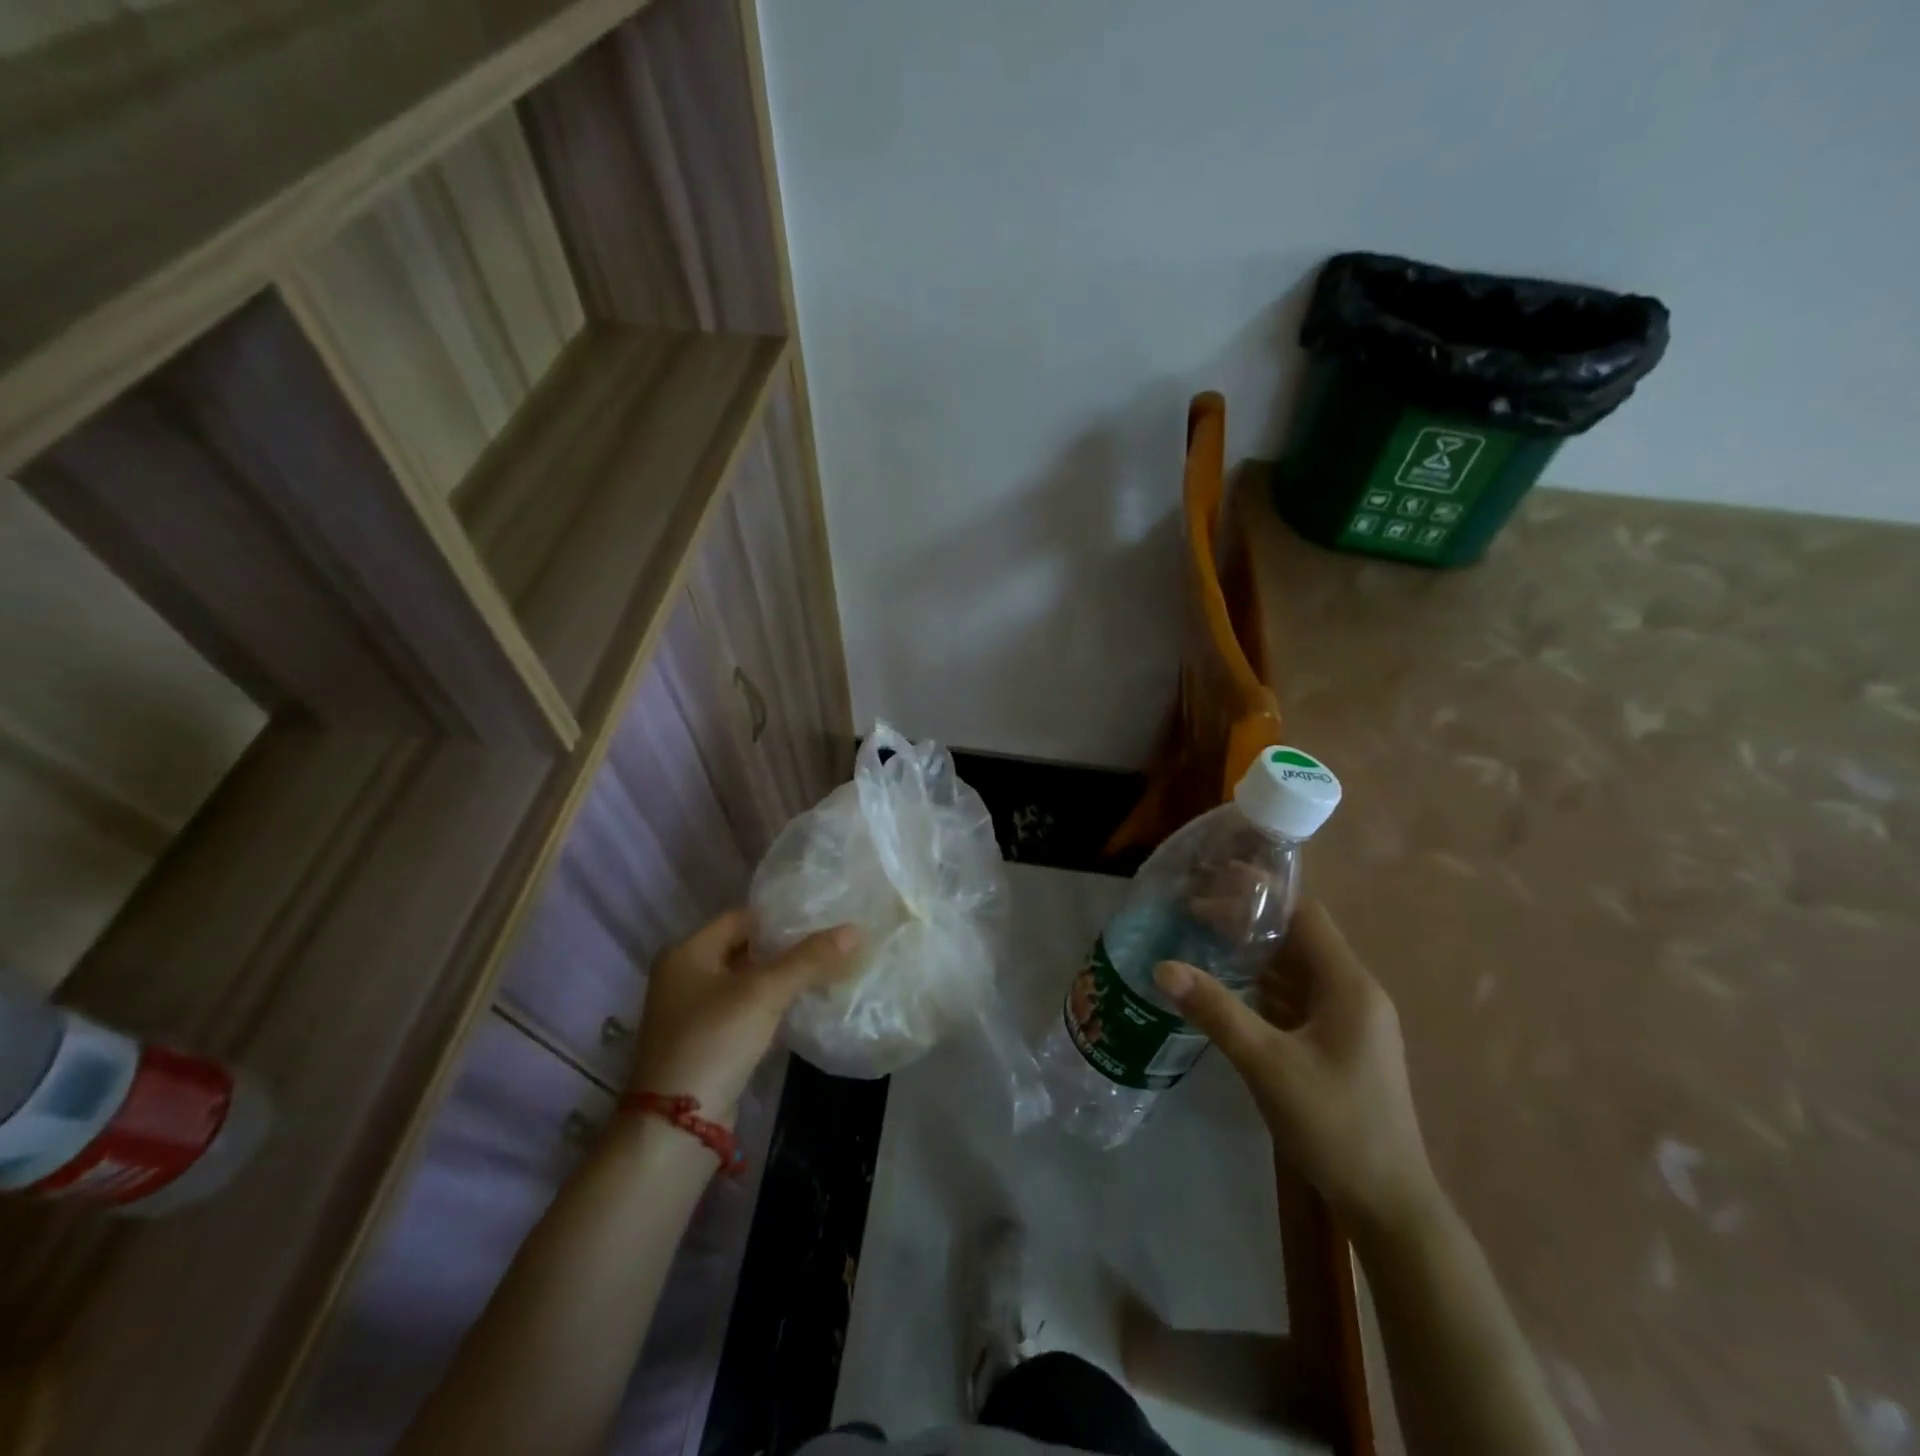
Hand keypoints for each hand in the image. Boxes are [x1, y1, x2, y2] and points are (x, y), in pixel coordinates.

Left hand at [628, 909, 859, 1122]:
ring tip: (829, 968)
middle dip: (788, 948)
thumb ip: (809, 960)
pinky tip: (808, 1003)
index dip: (783, 917)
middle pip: (747, 949)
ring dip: (784, 978)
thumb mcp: (763, 994)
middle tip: (833, 941)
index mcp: (687, 952)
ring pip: (749, 981)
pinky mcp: (709, 1042)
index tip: (823, 916)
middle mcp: (685, 976)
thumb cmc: (713, 1042)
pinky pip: (748, 1010)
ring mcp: (695, 1012)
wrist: (677, 1128)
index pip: (743, 918)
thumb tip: (856, 930)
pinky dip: (775, 1005)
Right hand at [1152, 901, 1437, 1229]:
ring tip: (1201, 937)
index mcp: (1348, 985)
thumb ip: (1217, 1011)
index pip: (1304, 914)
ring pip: (1295, 968)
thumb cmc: (1335, 1125)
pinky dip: (1262, 983)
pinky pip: (1296, 996)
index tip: (1214, 878)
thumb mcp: (1268, 1065)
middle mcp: (1353, 992)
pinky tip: (1226, 985)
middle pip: (1298, 937)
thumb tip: (1163, 967)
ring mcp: (1348, 1019)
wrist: (1389, 1205)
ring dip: (1253, 951)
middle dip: (1247, 920)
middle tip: (1193, 910)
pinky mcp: (1337, 1042)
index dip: (1261, 891)